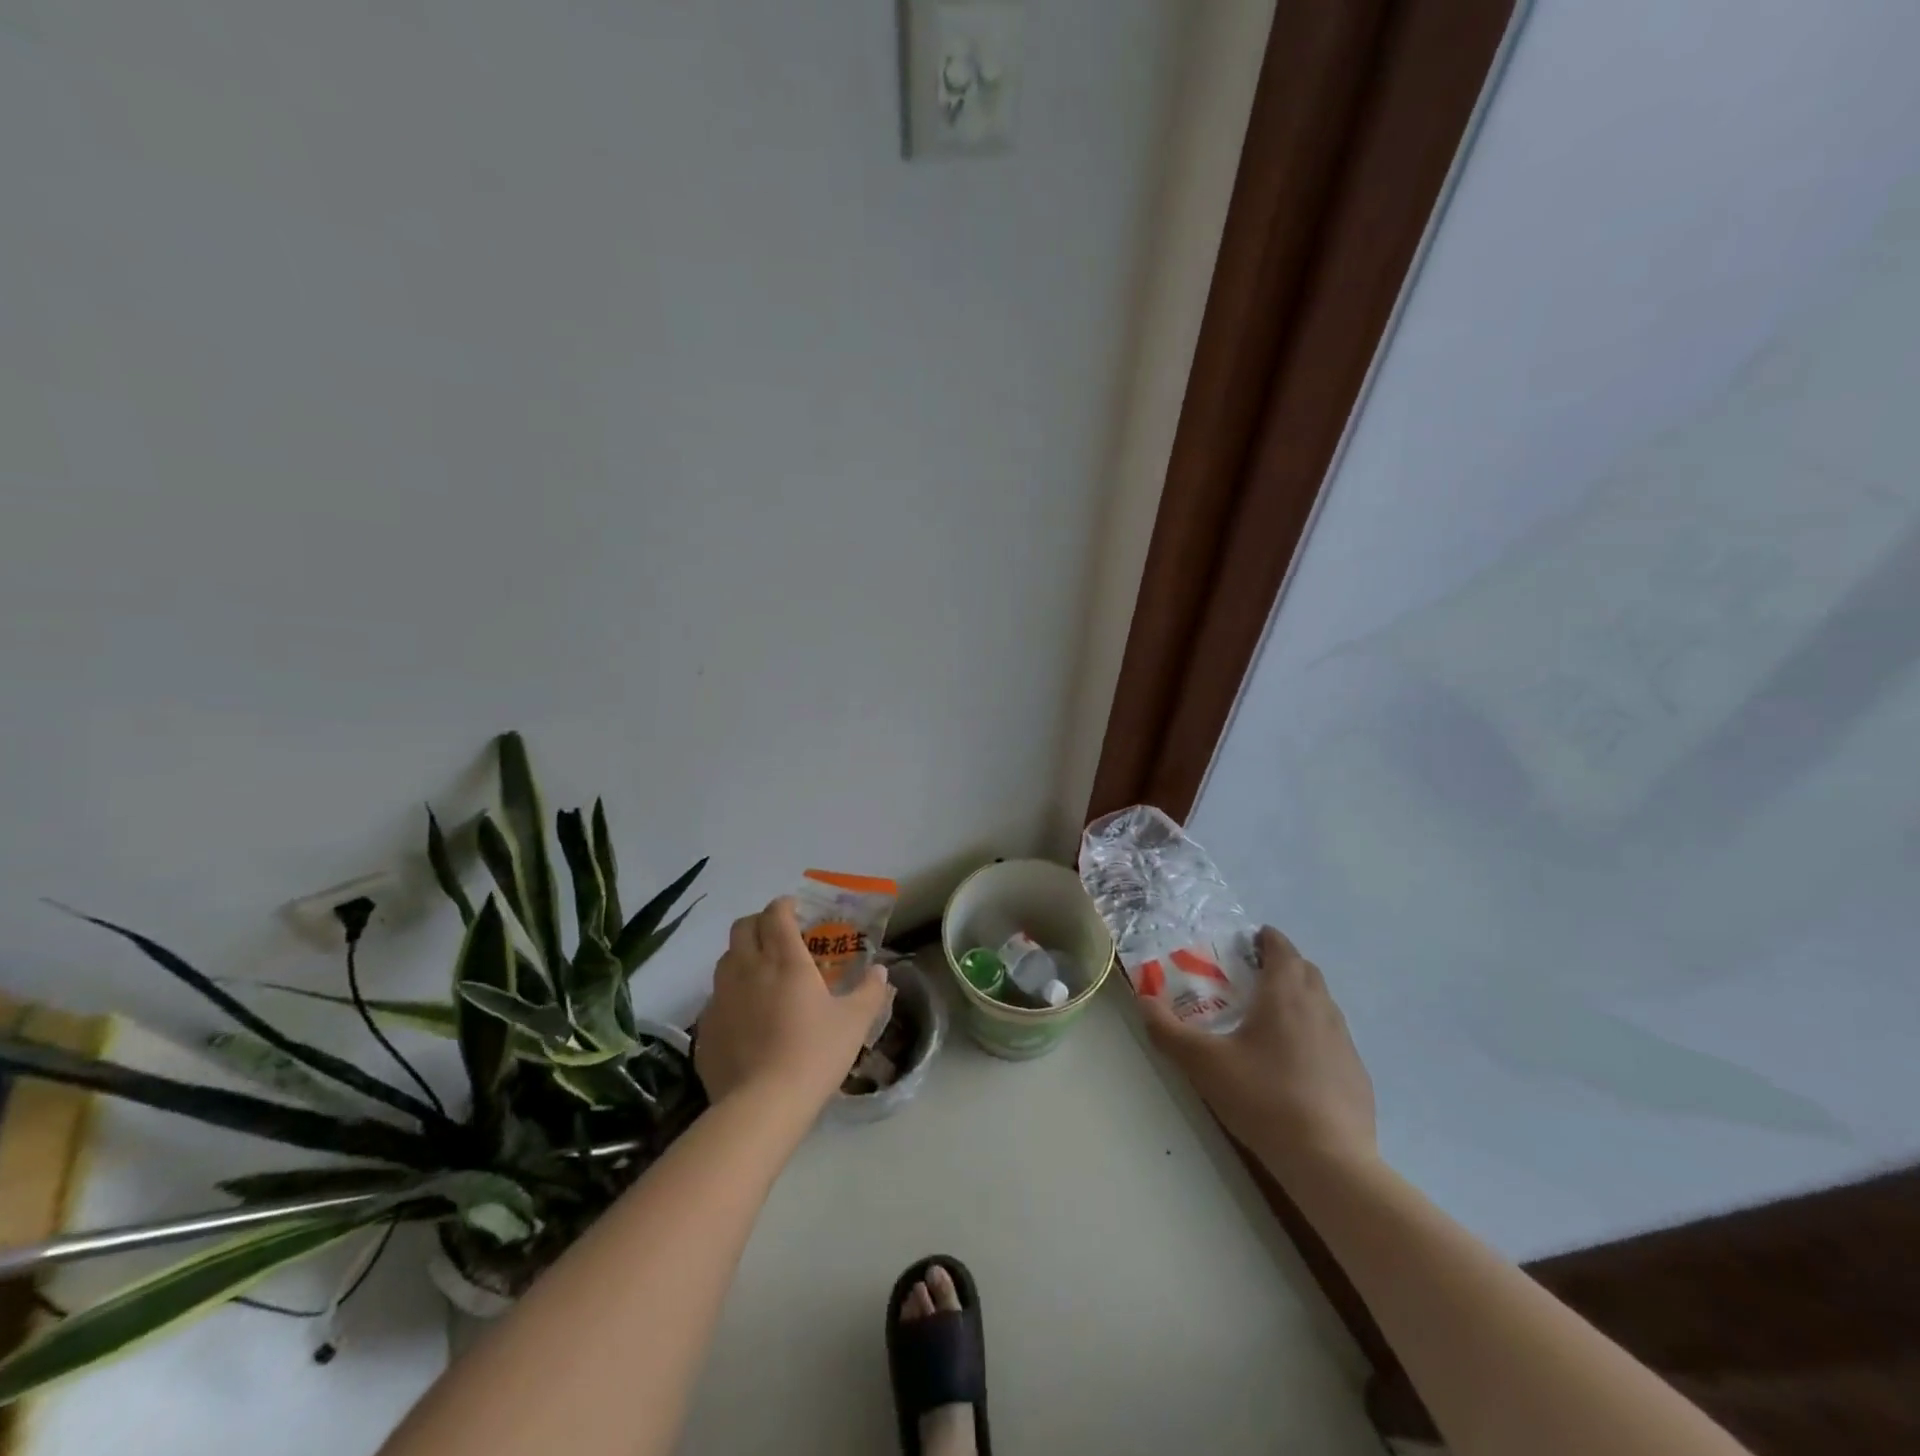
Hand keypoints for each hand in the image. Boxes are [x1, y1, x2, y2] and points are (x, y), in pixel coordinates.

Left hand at [695, 897, 892, 1112]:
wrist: (762, 1106)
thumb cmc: (814, 1054)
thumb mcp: (854, 1023)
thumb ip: (869, 991)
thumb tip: (880, 971)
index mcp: (785, 959)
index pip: (776, 913)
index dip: (785, 905)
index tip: (797, 910)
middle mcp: (748, 968)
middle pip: (743, 927)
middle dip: (760, 923)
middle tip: (779, 936)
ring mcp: (721, 997)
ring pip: (725, 959)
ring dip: (742, 955)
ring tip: (762, 973)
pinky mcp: (706, 1026)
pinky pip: (716, 997)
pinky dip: (731, 993)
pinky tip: (747, 1016)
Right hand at [1142, 927, 1376, 1177]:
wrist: (1329, 1161)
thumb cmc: (1263, 1098)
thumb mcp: (1202, 1063)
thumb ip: (1167, 1030)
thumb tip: (1144, 1000)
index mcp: (1285, 995)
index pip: (1282, 948)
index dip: (1266, 939)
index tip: (1248, 941)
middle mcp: (1320, 1008)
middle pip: (1305, 971)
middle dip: (1282, 965)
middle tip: (1251, 978)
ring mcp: (1344, 1042)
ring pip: (1322, 1004)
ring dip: (1300, 998)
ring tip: (1270, 1019)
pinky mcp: (1357, 1074)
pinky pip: (1333, 1038)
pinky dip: (1314, 1035)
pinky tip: (1294, 1064)